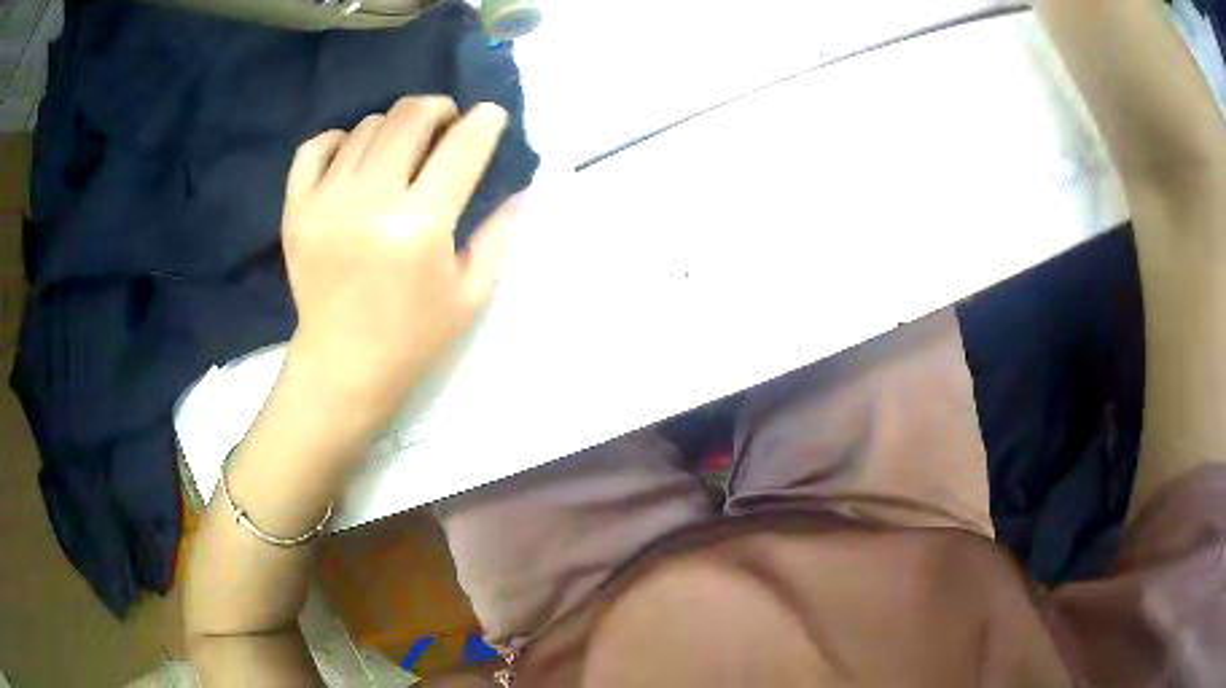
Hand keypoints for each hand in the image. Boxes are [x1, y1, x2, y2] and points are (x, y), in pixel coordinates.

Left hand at [280, 96, 518, 434]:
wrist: (342, 366)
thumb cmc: (414, 337)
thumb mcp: (471, 293)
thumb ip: (499, 234)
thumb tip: (522, 186)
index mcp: (421, 227)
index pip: (461, 147)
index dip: (484, 122)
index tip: (491, 116)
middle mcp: (371, 203)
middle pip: (409, 118)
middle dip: (438, 108)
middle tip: (446, 123)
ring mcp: (326, 203)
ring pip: (366, 127)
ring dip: (394, 126)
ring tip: (402, 148)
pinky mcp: (296, 210)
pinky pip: (315, 147)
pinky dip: (339, 139)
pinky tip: (354, 154)